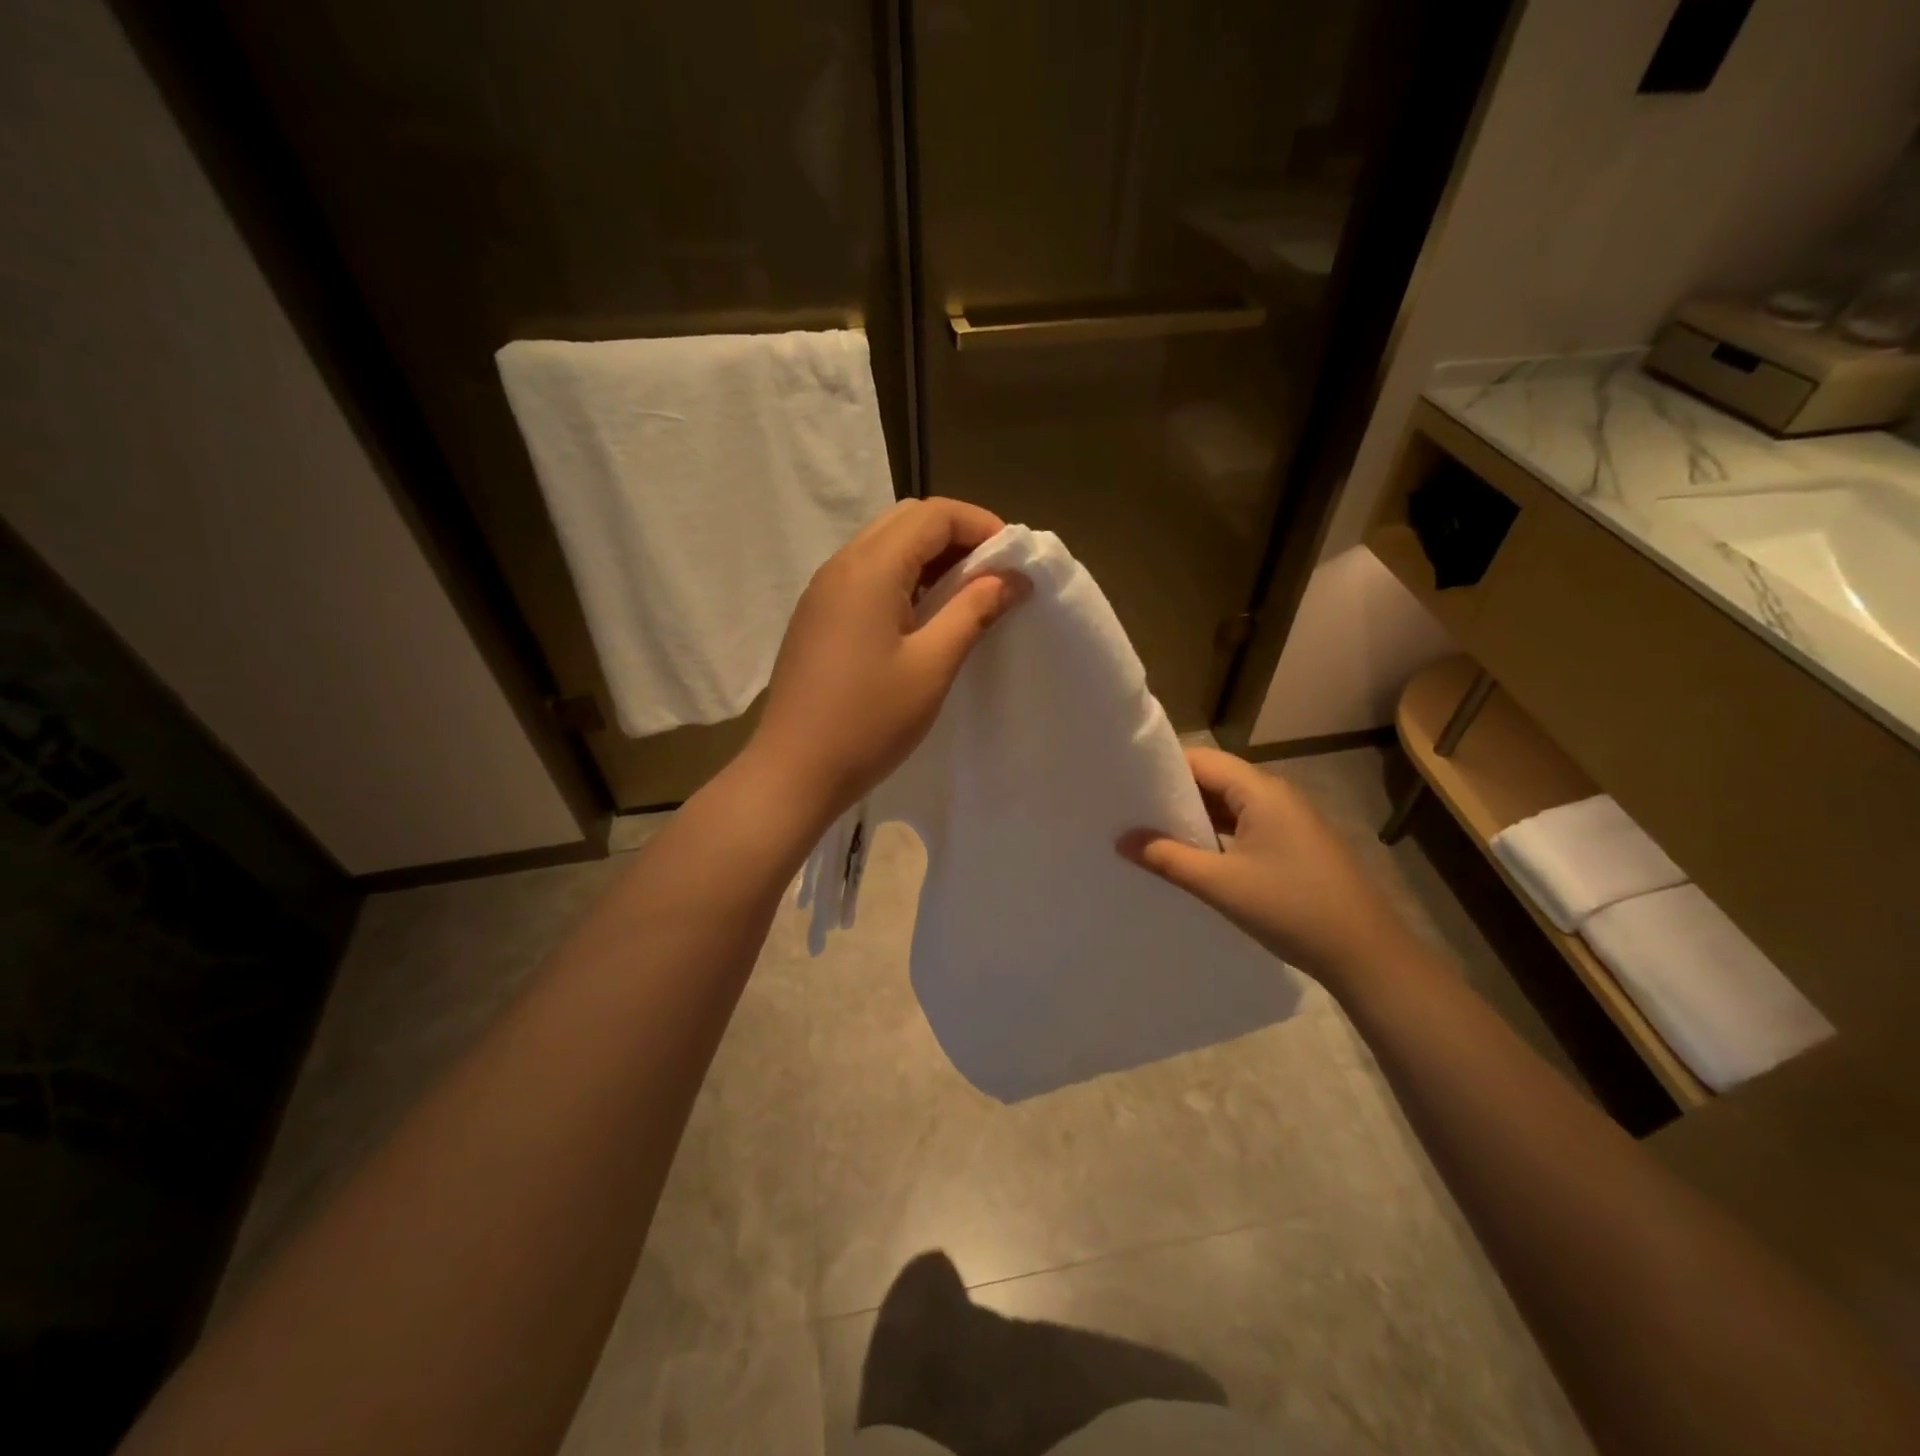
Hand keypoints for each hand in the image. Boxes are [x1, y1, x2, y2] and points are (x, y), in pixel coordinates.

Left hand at [745, 497, 1029, 821]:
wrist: (794, 771)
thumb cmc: (869, 720)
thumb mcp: (933, 665)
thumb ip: (974, 610)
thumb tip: (1013, 578)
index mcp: (869, 568)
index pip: (933, 515)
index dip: (980, 524)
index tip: (1013, 559)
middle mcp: (841, 565)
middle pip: (906, 521)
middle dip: (955, 535)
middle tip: (991, 575)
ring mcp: (822, 591)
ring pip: (883, 546)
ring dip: (928, 558)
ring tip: (964, 596)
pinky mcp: (817, 616)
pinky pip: (865, 576)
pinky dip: (902, 579)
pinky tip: (922, 617)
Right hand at [1118, 748, 1423, 990]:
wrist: (1365, 954)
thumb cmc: (1291, 908)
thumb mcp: (1220, 884)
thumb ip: (1167, 858)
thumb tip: (1122, 840)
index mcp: (1260, 791)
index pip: (1201, 760)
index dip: (1161, 768)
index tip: (1124, 783)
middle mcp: (1275, 795)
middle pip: (1214, 778)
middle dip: (1173, 792)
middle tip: (1129, 809)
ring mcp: (1287, 820)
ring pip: (1229, 804)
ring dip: (1193, 816)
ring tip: (1149, 831)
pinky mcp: (1293, 844)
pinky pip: (1244, 825)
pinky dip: (1215, 833)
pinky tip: (1190, 854)